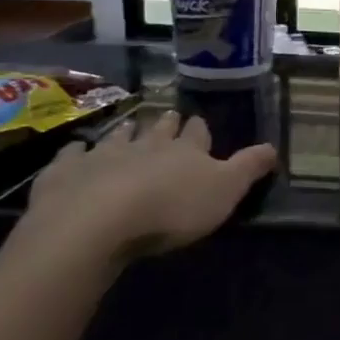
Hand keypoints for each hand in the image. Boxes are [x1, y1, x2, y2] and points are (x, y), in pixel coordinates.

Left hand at [20, 110, 276, 260]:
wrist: (96, 223)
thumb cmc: (171, 209)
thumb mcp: (225, 190)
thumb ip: (249, 167)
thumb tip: (274, 146)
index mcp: (186, 150)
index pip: (197, 132)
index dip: (199, 128)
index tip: (198, 122)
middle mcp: (146, 145)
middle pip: (158, 129)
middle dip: (165, 123)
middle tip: (167, 117)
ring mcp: (103, 155)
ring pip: (118, 136)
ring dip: (126, 131)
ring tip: (129, 127)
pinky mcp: (65, 172)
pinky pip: (71, 155)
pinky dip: (75, 151)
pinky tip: (75, 149)